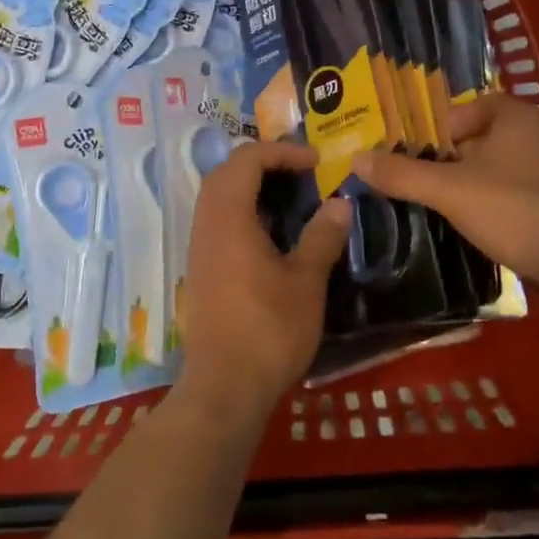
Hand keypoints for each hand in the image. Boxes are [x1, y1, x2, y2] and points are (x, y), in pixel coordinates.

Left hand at [177, 141, 351, 423]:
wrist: (225, 387)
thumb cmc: (269, 330)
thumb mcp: (306, 282)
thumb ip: (322, 237)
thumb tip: (340, 203)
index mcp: (229, 218)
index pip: (247, 159)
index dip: (282, 151)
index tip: (317, 163)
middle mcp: (206, 225)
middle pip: (226, 172)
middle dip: (263, 163)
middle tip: (301, 174)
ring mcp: (198, 249)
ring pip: (217, 198)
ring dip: (250, 187)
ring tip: (290, 199)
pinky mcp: (200, 270)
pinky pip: (217, 222)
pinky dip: (242, 212)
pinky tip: (270, 235)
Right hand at [351, 95, 538, 292]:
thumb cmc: (517, 212)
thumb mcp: (450, 192)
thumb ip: (402, 174)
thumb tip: (356, 158)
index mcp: (516, 116)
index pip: (467, 108)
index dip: (438, 131)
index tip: (419, 159)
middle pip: (485, 138)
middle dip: (455, 161)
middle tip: (429, 187)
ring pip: (506, 166)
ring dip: (480, 183)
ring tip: (454, 210)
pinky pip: (528, 188)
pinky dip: (506, 201)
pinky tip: (494, 227)